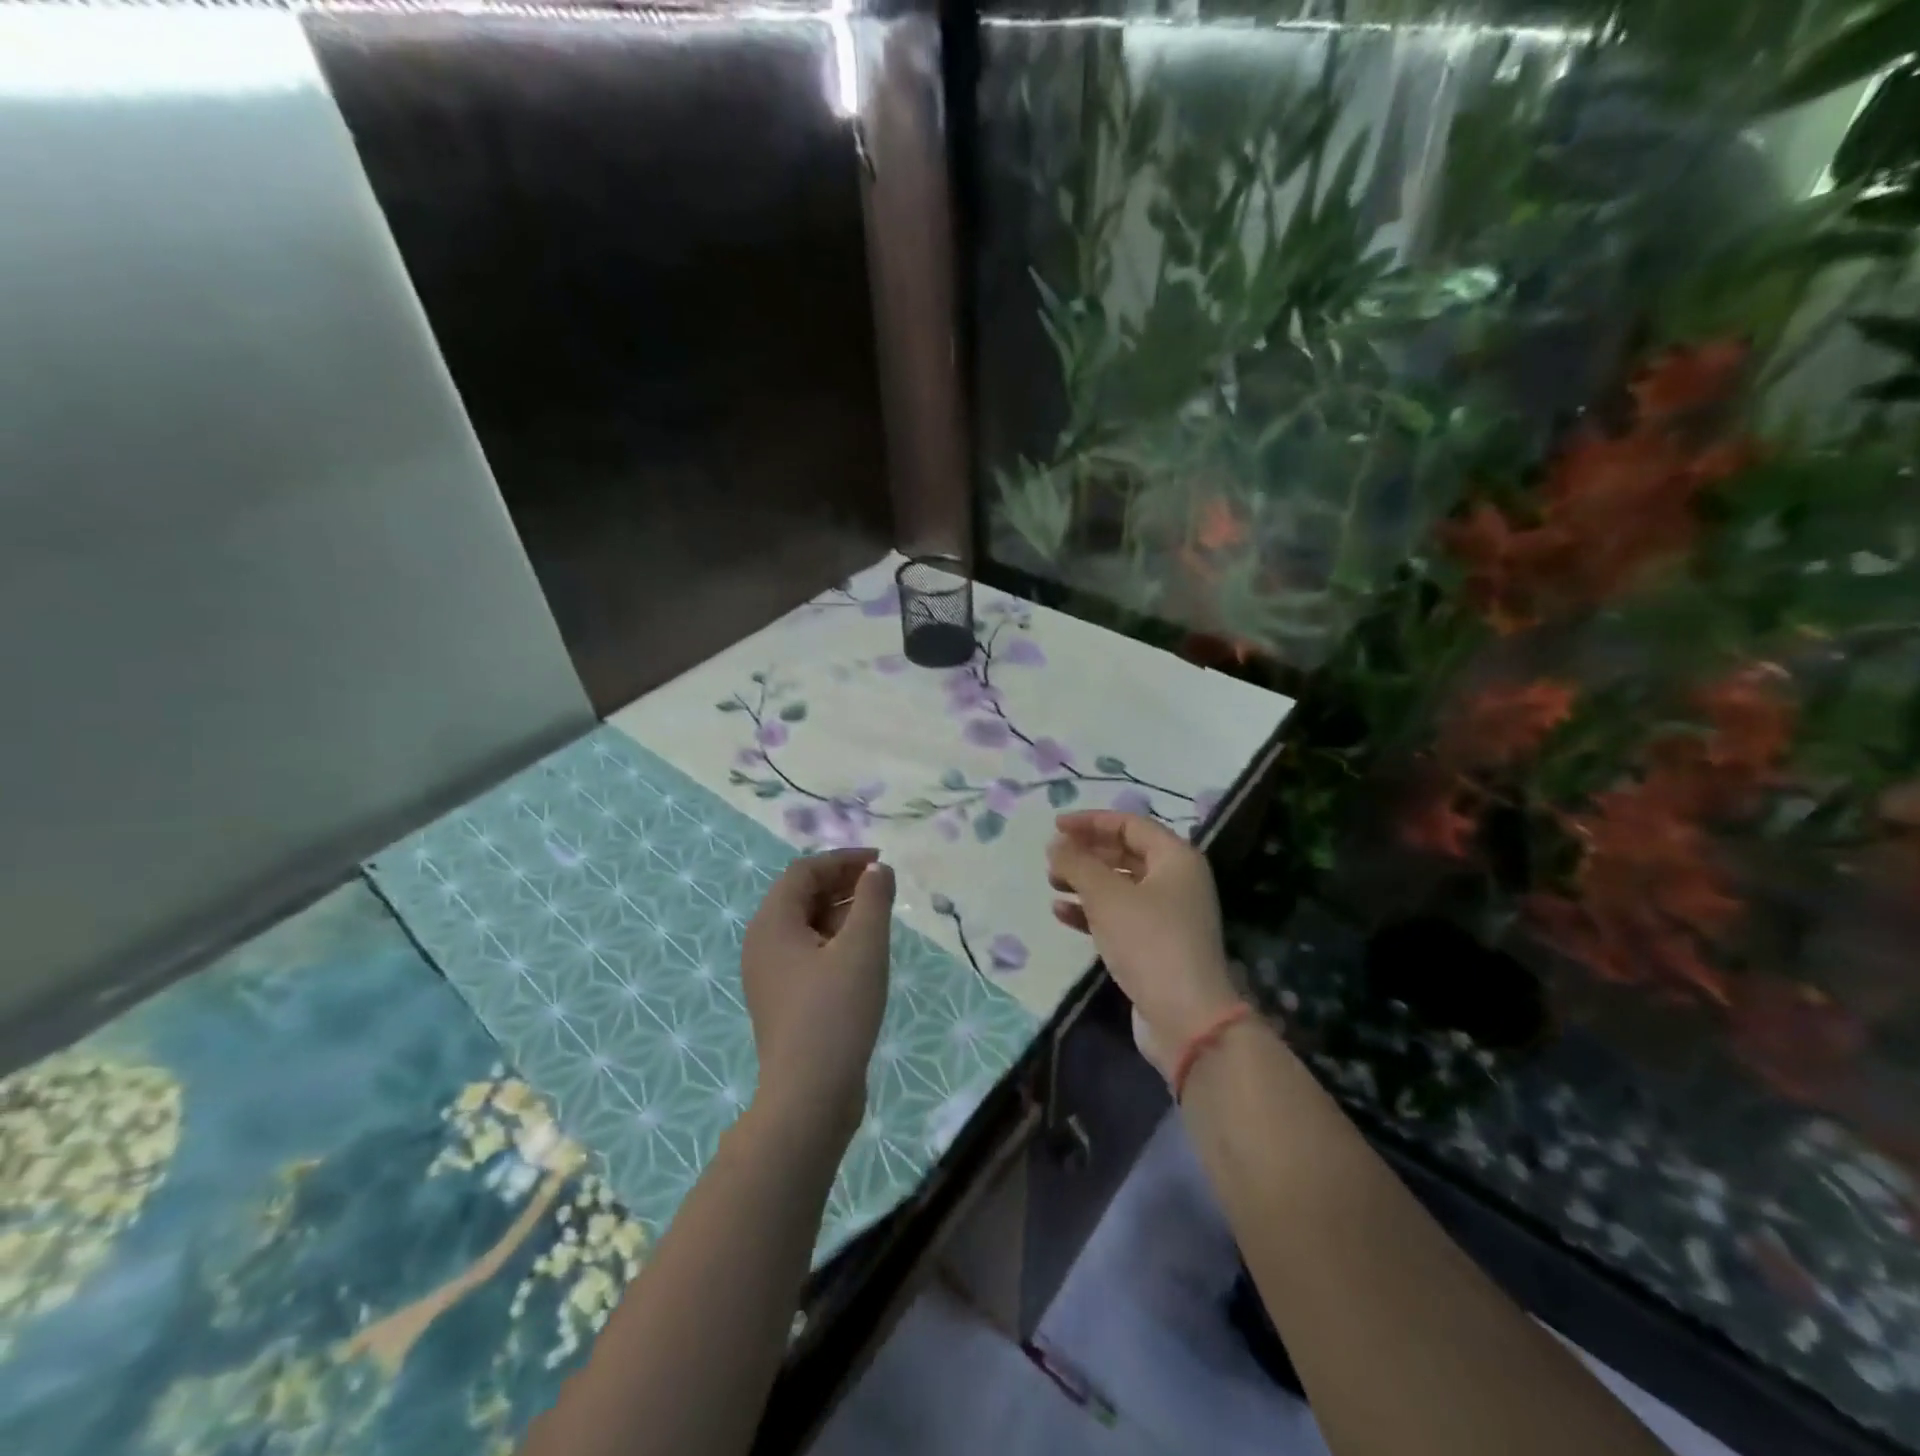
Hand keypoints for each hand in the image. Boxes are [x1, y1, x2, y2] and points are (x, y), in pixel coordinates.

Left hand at [740, 848, 894, 1140]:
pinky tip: (864, 952)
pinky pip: (808, 952)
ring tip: (879, 915)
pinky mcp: (784, 999)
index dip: (843, 860)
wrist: (810, 1097)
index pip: (804, 871)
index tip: (881, 862)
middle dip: (843, 883)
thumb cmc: (836, 1012)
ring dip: (841, 911)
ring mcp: (770, 974)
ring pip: (806, 925)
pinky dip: (835, 940)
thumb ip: (873, 899)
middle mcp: (763, 943)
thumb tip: (878, 869)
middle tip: (883, 886)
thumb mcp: (863, 947)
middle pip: (801, 895)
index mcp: (772, 923)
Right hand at [1047, 811, 1240, 1074]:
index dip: (1091, 821)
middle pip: (1125, 854)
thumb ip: (1077, 864)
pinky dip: (1091, 911)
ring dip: (1085, 882)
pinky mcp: (1156, 945)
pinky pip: (1119, 916)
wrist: (1185, 1017)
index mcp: (1176, 858)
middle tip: (1051, 858)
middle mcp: (1176, 881)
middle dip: (1086, 853)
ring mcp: (1168, 915)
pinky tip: (1062, 913)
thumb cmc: (1148, 941)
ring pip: (1120, 886)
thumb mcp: (1106, 896)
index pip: (1129, 824)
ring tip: (1052, 884)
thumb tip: (1056, 844)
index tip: (1055, 826)